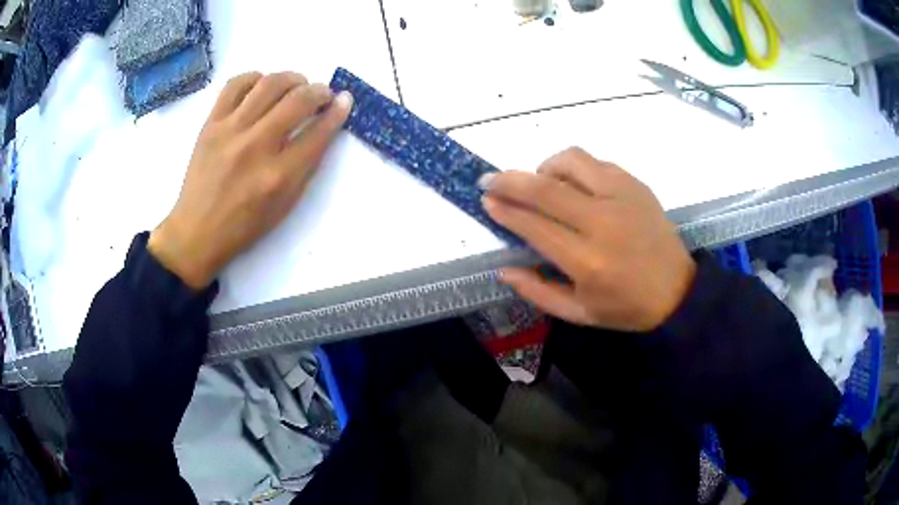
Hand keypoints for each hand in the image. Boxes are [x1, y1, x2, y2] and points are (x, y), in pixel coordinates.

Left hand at [148, 72, 352, 288]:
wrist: (196, 232)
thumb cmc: (244, 225)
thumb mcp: (284, 205)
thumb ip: (306, 165)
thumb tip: (324, 126)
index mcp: (279, 177)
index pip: (318, 132)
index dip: (337, 112)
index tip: (344, 100)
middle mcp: (256, 148)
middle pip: (298, 100)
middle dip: (319, 91)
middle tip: (322, 95)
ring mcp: (230, 132)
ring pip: (269, 84)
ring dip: (292, 79)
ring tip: (295, 86)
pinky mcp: (210, 124)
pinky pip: (235, 84)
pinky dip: (255, 78)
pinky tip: (261, 87)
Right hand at [481, 148, 695, 331]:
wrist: (677, 290)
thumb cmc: (626, 308)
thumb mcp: (579, 313)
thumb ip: (538, 292)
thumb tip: (503, 269)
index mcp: (587, 261)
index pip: (535, 225)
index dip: (506, 210)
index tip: (486, 200)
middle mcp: (603, 222)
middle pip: (546, 188)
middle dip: (510, 180)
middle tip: (490, 179)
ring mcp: (622, 197)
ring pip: (571, 161)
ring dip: (544, 168)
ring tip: (540, 183)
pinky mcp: (635, 185)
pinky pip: (595, 162)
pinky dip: (574, 168)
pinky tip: (573, 184)